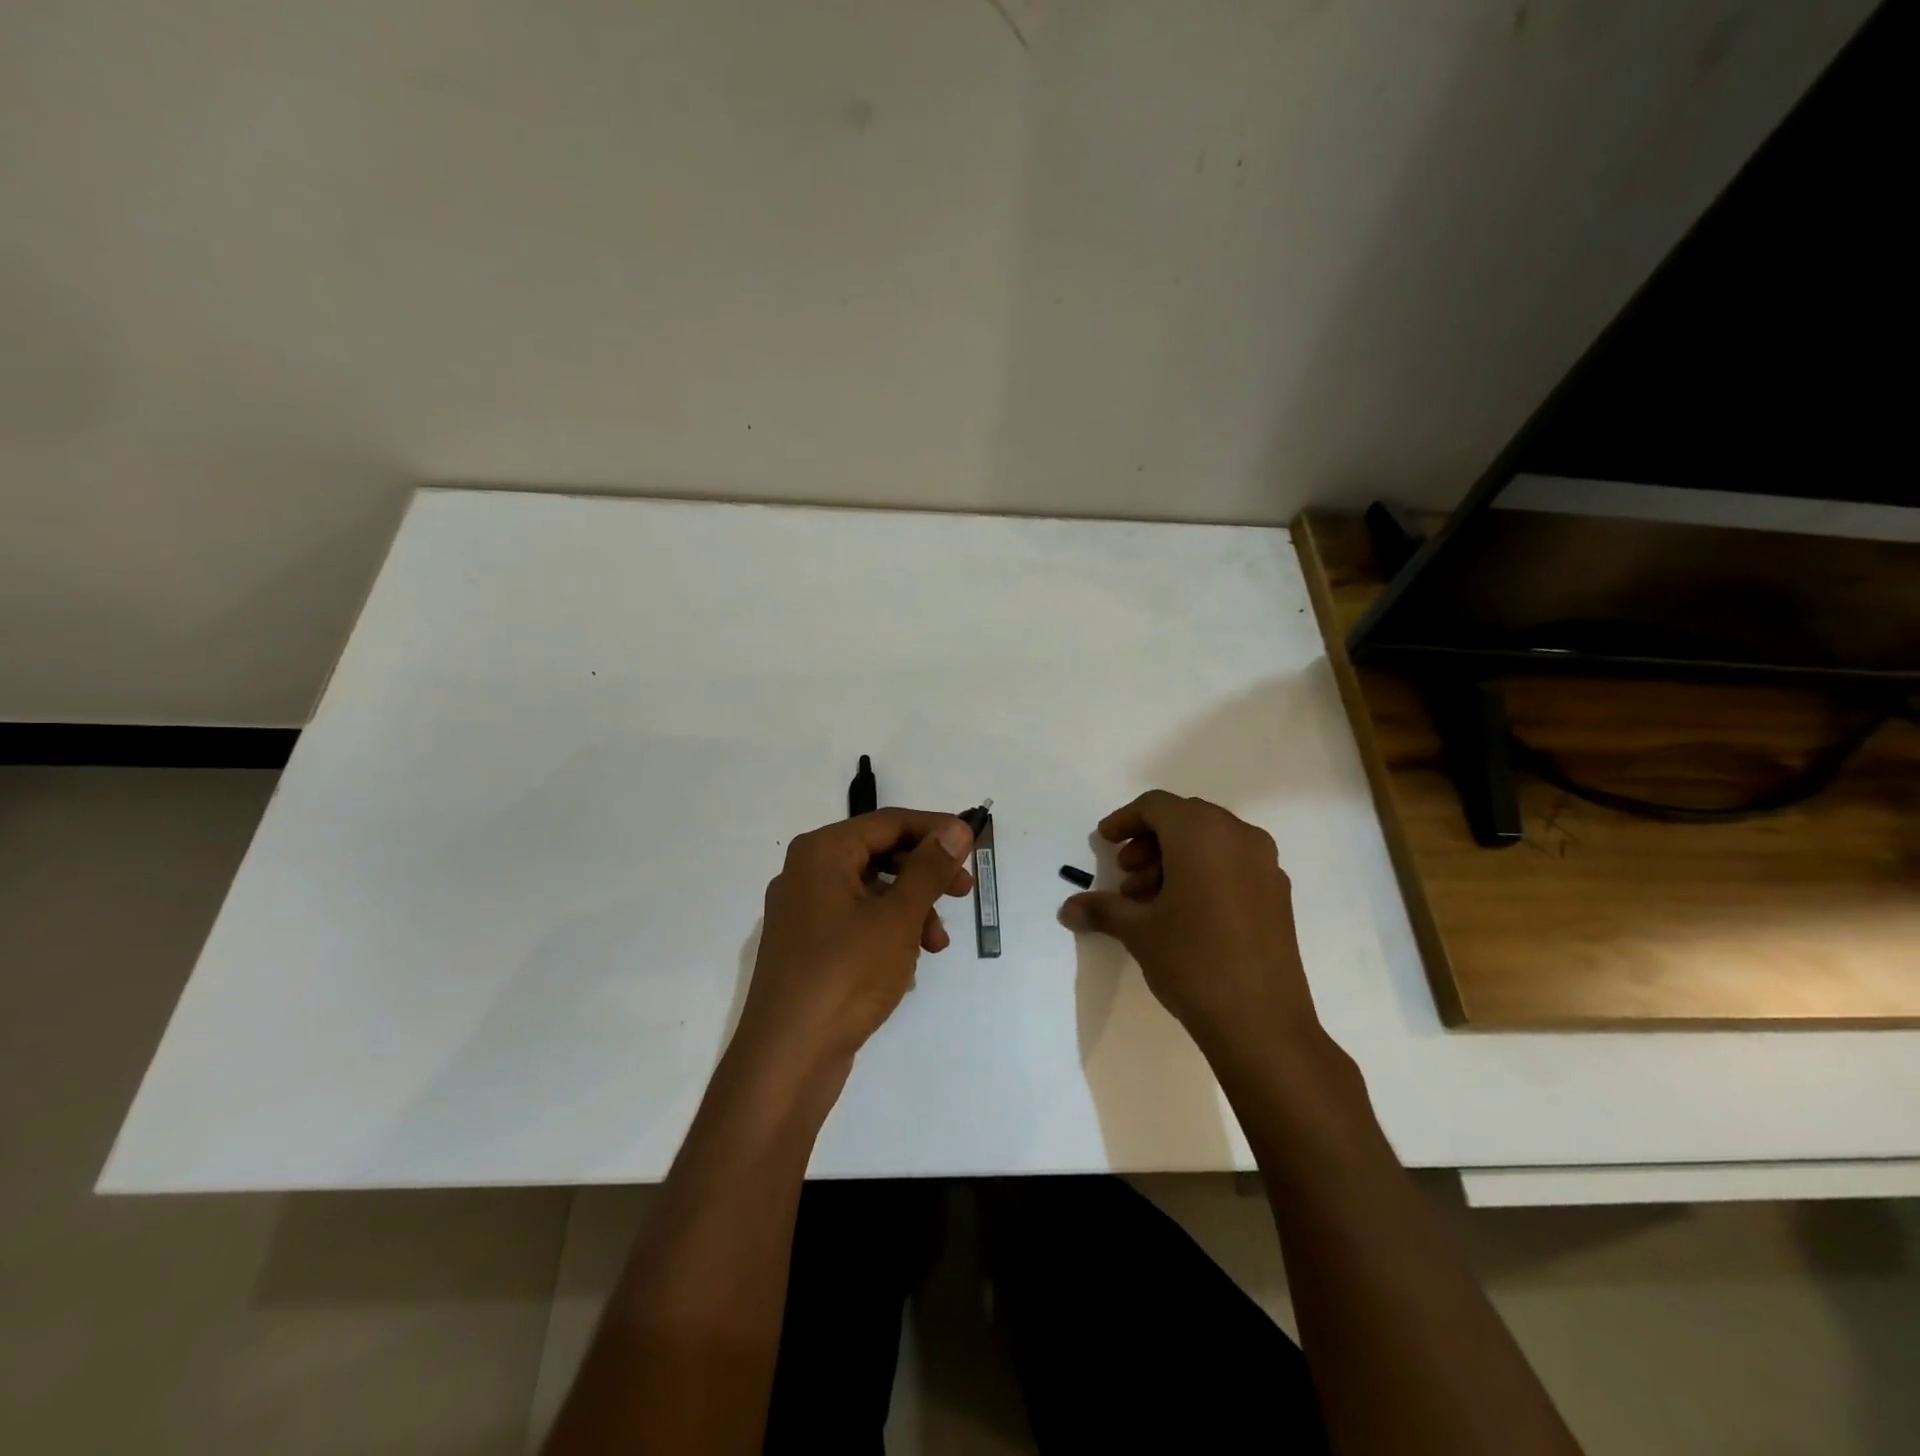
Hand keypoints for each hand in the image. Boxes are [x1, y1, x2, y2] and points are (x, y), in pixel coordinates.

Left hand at [732, 809, 975, 1080]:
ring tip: (937, 944)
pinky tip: (908, 964)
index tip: (972, 844)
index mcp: (822, 852)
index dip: (934, 829)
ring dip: (910, 908)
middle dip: (924, 873)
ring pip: (870, 891)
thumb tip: (956, 828)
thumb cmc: (846, 975)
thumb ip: (929, 868)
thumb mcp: (898, 918)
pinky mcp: (807, 946)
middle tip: (964, 891)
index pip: (888, 822)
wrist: (787, 1059)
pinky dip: (887, 931)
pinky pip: (856, 921)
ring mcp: (803, 912)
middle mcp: (807, 872)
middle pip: (878, 854)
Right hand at [1060, 791, 1319, 1060]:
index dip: (1125, 820)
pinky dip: (1203, 873)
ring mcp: (1265, 865)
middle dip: (1149, 841)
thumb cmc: (1192, 961)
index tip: (1104, 841)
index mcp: (1202, 834)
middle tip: (1125, 873)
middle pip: (1185, 819)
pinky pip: (1233, 864)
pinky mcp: (1277, 894)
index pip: (1157, 806)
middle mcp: (1238, 837)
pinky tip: (1183, 912)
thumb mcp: (1138, 931)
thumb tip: (1067, 909)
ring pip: (1211, 842)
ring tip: (1148, 899)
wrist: (1261, 1022)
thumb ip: (1102, 909)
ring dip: (1174, 859)